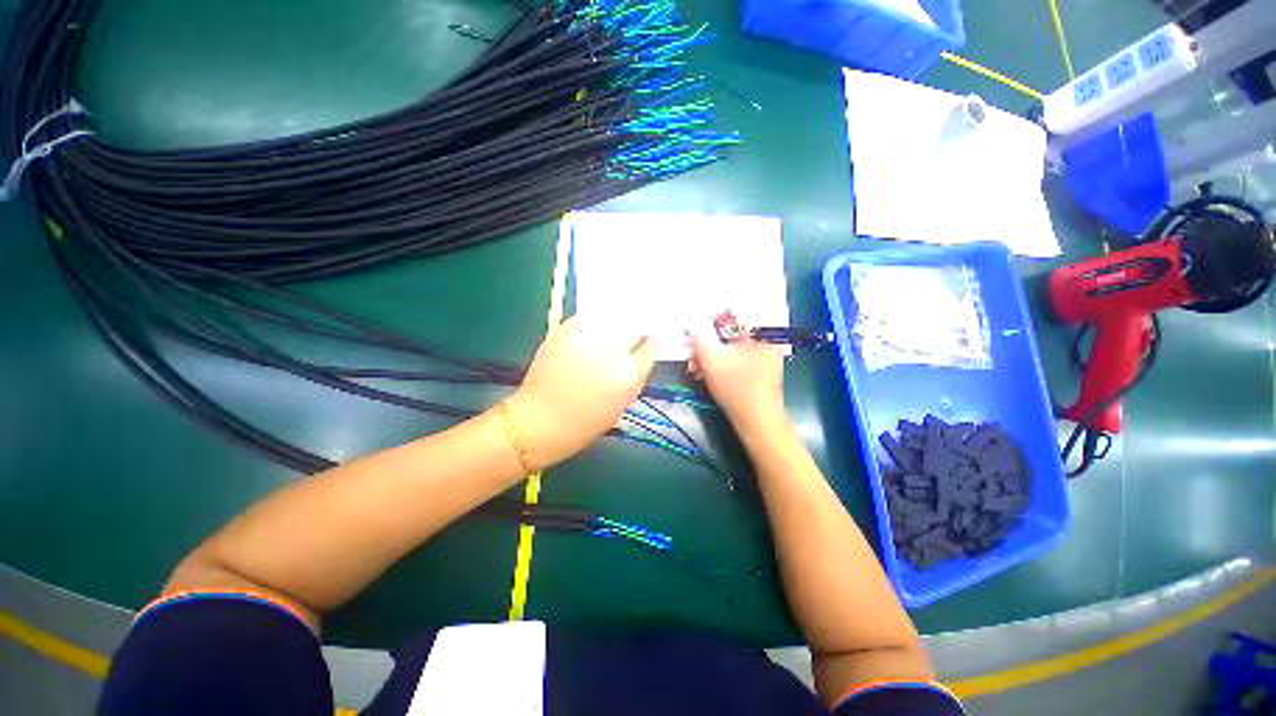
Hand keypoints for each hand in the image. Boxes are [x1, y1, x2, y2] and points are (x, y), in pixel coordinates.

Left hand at [506, 316, 658, 469]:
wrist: (541, 419)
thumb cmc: (586, 422)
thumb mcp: (623, 403)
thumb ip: (636, 375)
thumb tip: (641, 353)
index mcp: (629, 374)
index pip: (651, 344)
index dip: (650, 341)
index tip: (647, 340)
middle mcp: (612, 351)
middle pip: (633, 326)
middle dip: (632, 331)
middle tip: (625, 339)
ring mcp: (588, 336)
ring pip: (611, 318)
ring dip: (612, 326)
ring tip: (602, 339)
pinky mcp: (567, 329)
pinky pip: (588, 318)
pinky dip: (591, 325)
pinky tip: (585, 339)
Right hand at [688, 311, 786, 432]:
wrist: (757, 422)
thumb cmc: (739, 390)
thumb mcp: (713, 361)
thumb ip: (699, 340)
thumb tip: (691, 326)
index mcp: (763, 332)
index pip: (740, 308)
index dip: (716, 312)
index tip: (700, 318)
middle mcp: (767, 340)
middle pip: (734, 328)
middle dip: (709, 337)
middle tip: (692, 343)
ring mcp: (763, 355)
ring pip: (732, 344)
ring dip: (711, 351)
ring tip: (694, 361)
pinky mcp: (757, 368)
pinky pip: (735, 356)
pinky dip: (719, 360)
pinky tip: (703, 369)